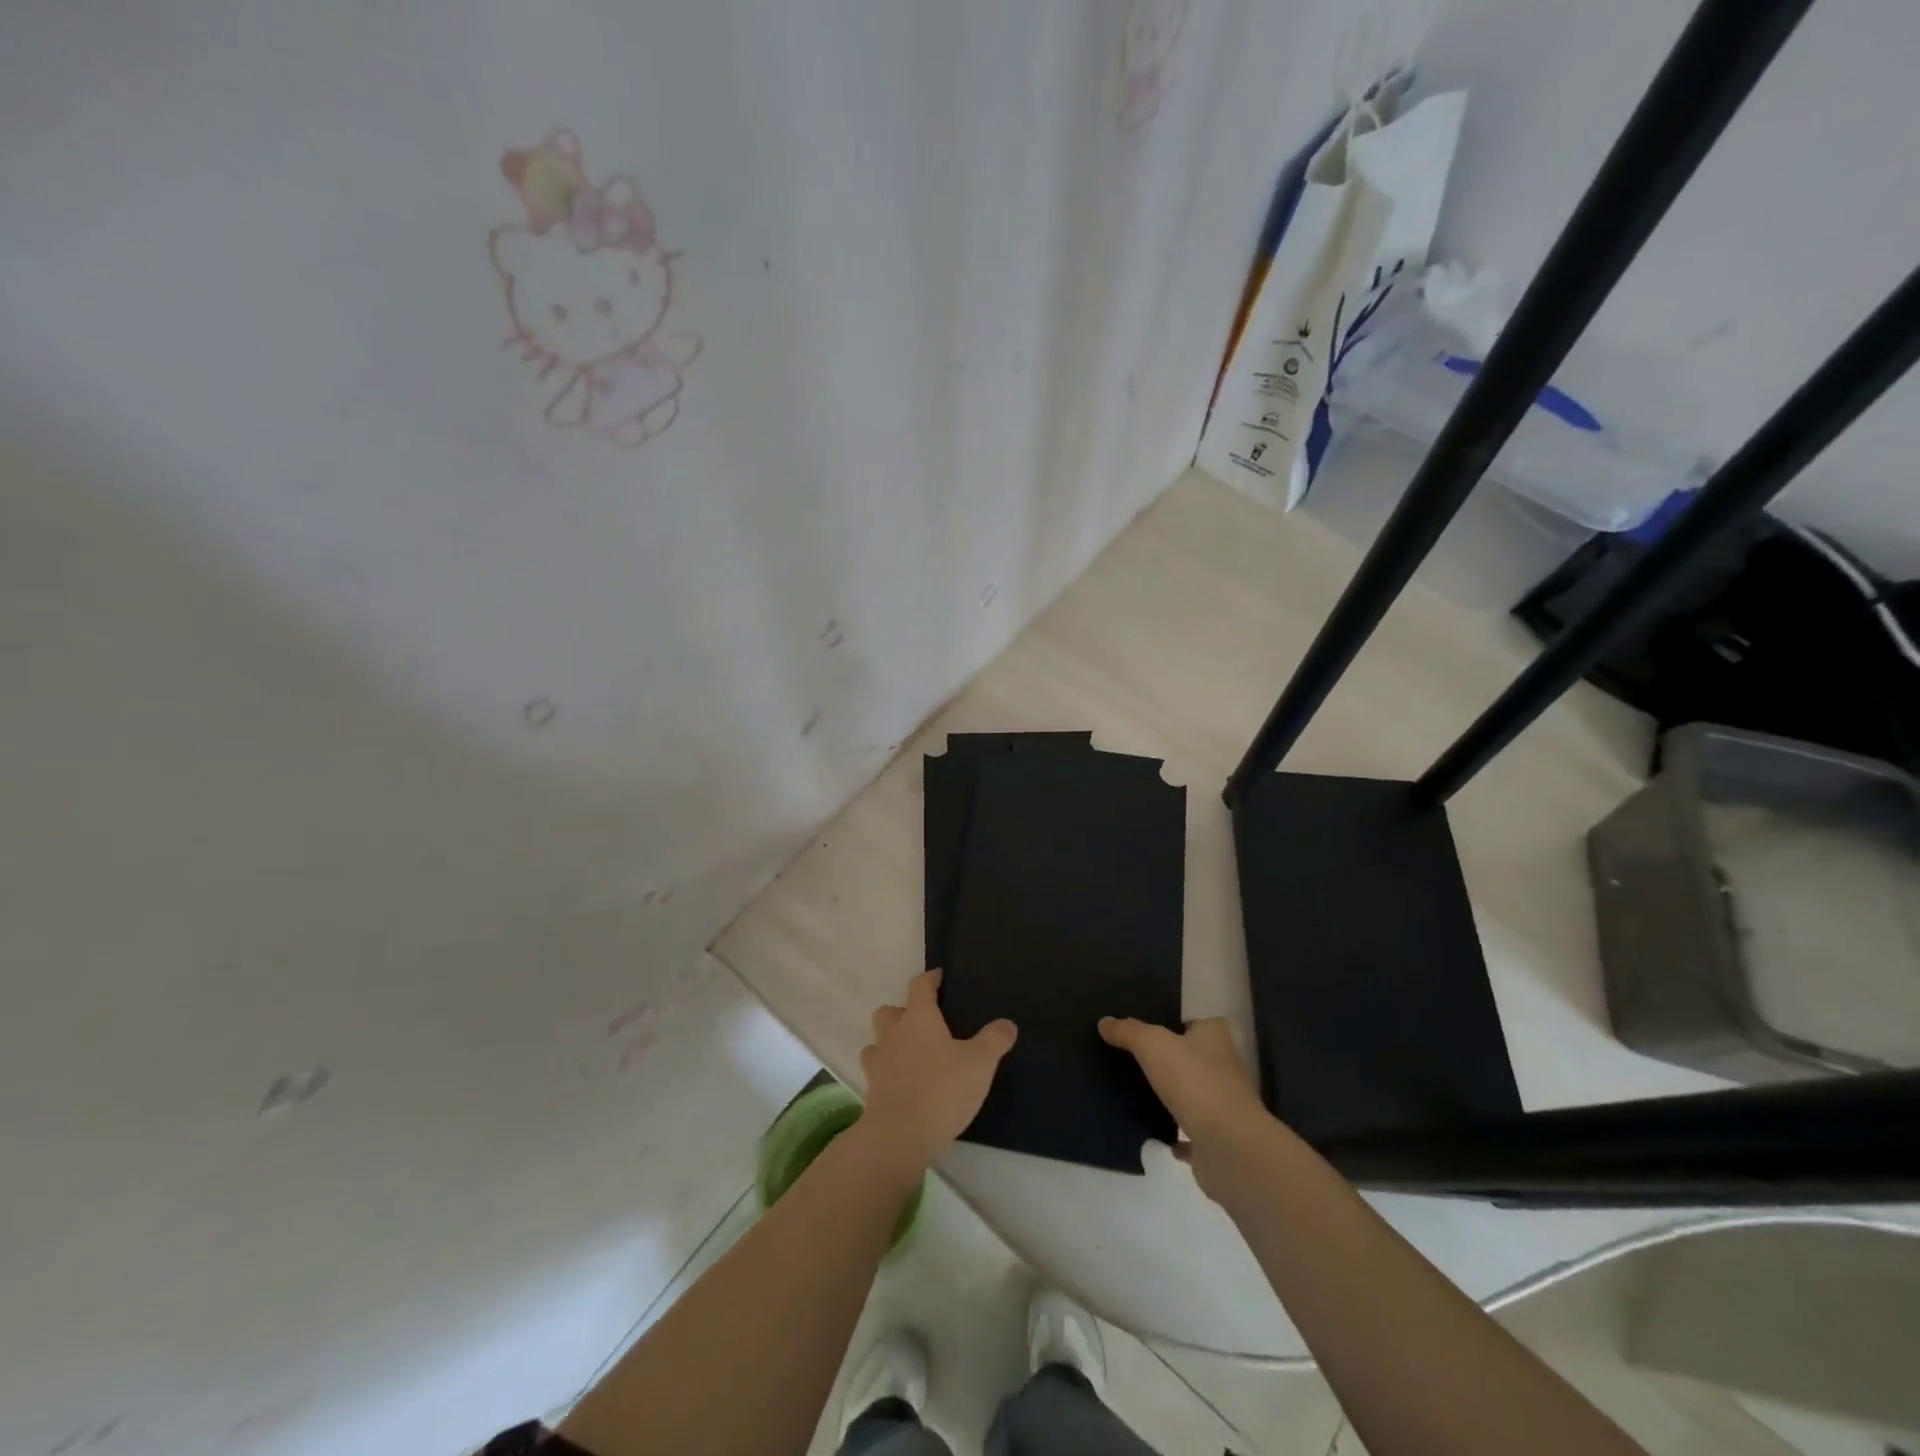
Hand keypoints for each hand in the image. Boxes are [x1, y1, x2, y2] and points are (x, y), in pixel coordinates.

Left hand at [857, 970, 1015, 1177]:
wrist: (899, 1137)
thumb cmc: (941, 1090)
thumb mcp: (980, 1064)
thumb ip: (994, 1041)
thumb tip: (1007, 1024)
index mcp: (918, 1018)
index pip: (919, 986)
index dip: (930, 978)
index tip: (939, 977)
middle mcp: (893, 1034)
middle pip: (889, 1011)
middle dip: (903, 1011)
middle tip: (924, 1022)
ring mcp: (879, 1062)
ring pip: (877, 1040)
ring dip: (890, 1041)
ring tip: (911, 1053)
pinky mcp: (872, 1090)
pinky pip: (876, 1070)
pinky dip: (887, 1070)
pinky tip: (903, 1081)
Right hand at [1099, 1016, 1272, 1201]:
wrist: (1229, 1147)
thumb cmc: (1195, 1082)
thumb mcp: (1153, 1045)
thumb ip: (1129, 1031)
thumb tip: (1105, 1022)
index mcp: (1215, 1039)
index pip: (1202, 1023)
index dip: (1181, 1023)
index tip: (1153, 1027)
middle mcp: (1225, 1069)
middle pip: (1197, 1058)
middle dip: (1173, 1060)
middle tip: (1137, 1058)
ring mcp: (1224, 1107)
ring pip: (1195, 1095)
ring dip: (1175, 1096)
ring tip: (1139, 1093)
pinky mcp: (1218, 1141)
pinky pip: (1193, 1134)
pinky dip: (1177, 1135)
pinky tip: (1156, 1133)